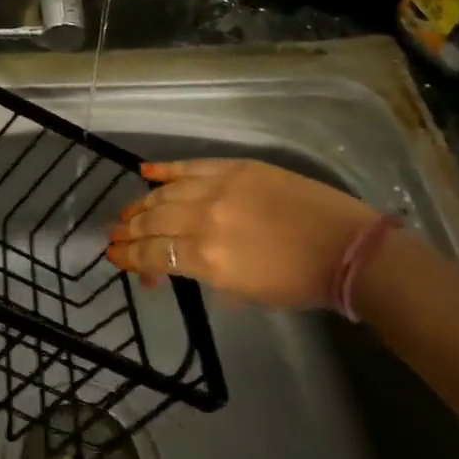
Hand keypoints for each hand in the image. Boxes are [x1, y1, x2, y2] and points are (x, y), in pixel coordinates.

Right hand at [105, 159, 377, 309]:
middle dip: (129, 230)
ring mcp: (217, 188)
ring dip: (141, 203)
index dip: (130, 256)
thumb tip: (176, 266)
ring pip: (165, 193)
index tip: (115, 257)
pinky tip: (145, 172)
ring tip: (128, 211)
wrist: (343, 246)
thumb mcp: (244, 292)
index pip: (155, 254)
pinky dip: (164, 169)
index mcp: (208, 258)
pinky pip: (188, 166)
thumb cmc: (297, 281)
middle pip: (153, 222)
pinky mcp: (232, 167)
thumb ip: (205, 275)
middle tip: (114, 234)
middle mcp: (203, 220)